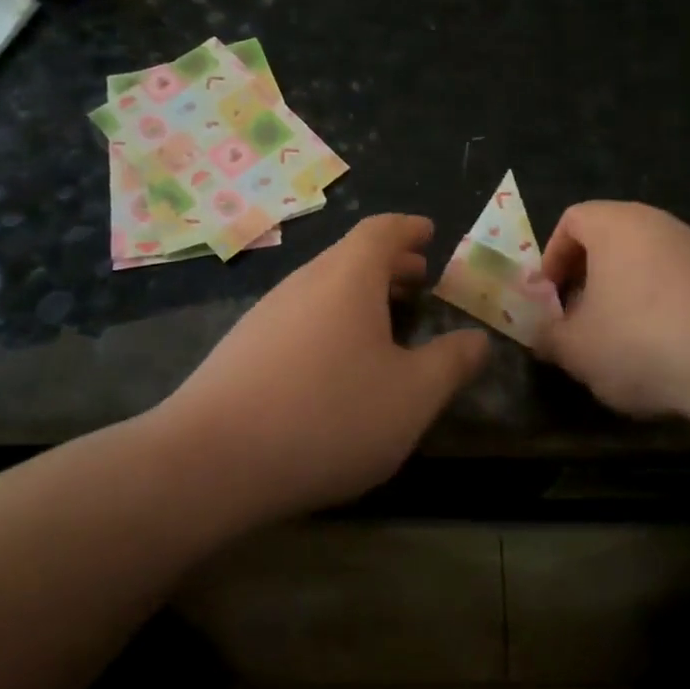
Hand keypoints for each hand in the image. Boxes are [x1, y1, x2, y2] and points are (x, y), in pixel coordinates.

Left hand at [159, 215, 489, 517]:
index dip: (409, 229)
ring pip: (324, 288)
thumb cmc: (329, 415)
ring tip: (387, 321)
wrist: (212, 460)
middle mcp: (305, 282)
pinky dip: (332, 321)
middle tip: (420, 279)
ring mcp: (267, 313)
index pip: (382, 231)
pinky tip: (338, 363)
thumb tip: (477, 339)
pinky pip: (301, 316)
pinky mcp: (243, 348)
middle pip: (351, 257)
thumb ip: (451, 363)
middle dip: (390, 264)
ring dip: (360, 295)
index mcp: (348, 277)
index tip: (430, 233)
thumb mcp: (412, 396)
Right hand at [535, 201, 689, 425]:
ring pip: (645, 265)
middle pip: (609, 242)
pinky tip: (666, 353)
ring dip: (624, 299)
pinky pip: (678, 286)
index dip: (551, 259)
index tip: (549, 300)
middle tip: (578, 324)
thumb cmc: (642, 343)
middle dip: (586, 282)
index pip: (571, 220)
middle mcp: (659, 224)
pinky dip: (662, 310)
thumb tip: (540, 333)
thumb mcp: (575, 349)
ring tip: (620, 345)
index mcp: (616, 224)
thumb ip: (546, 336)